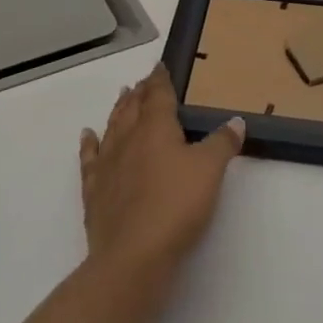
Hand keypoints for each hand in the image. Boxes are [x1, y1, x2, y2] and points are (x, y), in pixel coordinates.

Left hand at [79, 66, 243, 304]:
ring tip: (122, 97)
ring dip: (118, 110)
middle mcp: (128, 138)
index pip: (157, 94)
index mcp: (155, 127)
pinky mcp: (94, 190)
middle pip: (133, 107)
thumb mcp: (210, 171)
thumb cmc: (176, 206)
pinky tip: (87, 136)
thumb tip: (235, 121)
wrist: (132, 256)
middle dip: (140, 92)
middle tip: (143, 81)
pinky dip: (89, 144)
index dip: (160, 80)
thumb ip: (223, 143)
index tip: (160, 67)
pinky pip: (90, 159)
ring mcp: (107, 164)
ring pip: (112, 127)